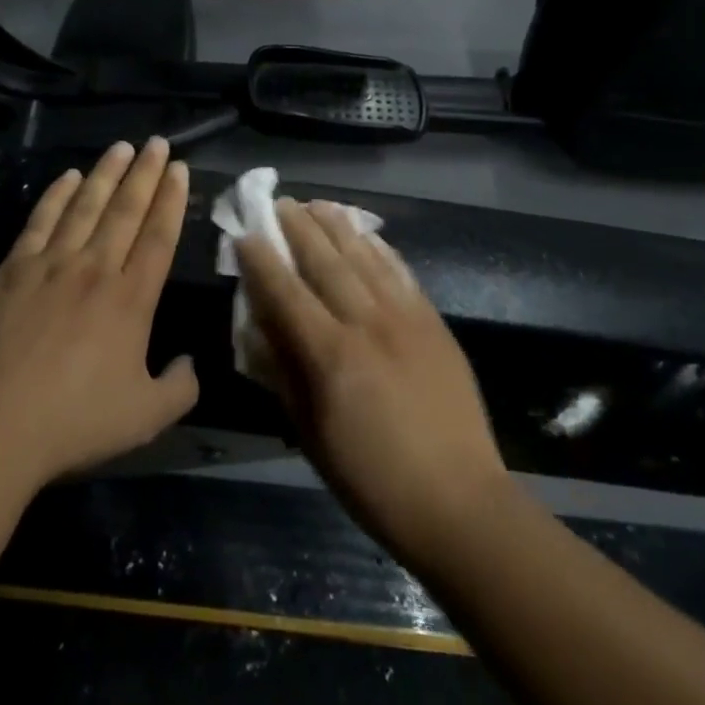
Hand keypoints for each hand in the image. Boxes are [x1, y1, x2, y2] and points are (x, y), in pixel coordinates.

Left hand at [0, 138, 198, 491]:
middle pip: (126, 210)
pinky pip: (40, 221)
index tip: (178, 167)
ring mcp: (52, 264)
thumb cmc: (76, 421)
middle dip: (145, 173)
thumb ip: (179, 387)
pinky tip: (68, 177)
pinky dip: (56, 195)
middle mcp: (96, 268)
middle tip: (157, 141)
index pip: (159, 235)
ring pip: (85, 206)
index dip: (171, 198)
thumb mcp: (146, 417)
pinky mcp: (14, 270)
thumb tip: (190, 363)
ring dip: (105, 174)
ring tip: (121, 147)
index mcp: (132, 298)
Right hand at [238, 199, 509, 562]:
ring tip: (317, 204)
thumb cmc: (372, 479)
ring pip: (364, 256)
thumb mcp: (311, 434)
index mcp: (330, 355)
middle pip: (325, 261)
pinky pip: (401, 272)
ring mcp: (405, 317)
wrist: (459, 501)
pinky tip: (366, 235)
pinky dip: (379, 248)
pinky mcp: (433, 321)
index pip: (285, 292)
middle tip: (279, 203)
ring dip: (337, 226)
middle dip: (298, 228)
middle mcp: (366, 322)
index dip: (261, 261)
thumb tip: (256, 330)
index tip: (245, 235)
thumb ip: (282, 374)